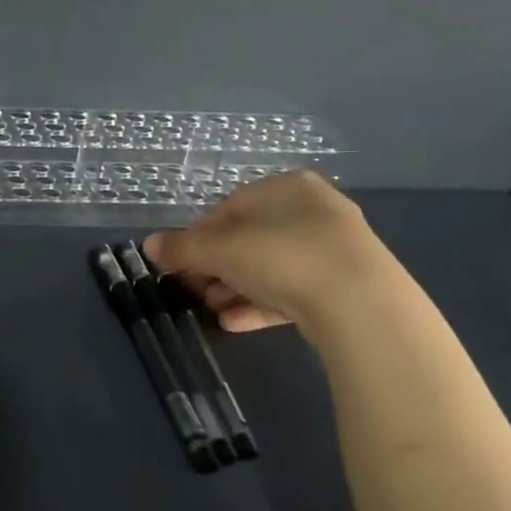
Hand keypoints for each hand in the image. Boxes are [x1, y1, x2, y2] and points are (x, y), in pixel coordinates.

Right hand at [143, 170, 392, 332]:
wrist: (361, 306)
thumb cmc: (281, 256)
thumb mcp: (219, 249)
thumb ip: (181, 247)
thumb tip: (149, 245)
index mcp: (286, 187)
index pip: (229, 207)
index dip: (198, 236)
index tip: (180, 262)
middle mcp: (314, 211)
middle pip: (249, 239)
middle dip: (215, 267)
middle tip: (193, 289)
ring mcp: (335, 250)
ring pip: (271, 267)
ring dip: (235, 288)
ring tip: (211, 309)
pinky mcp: (347, 287)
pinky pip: (294, 292)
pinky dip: (262, 305)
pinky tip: (235, 323)